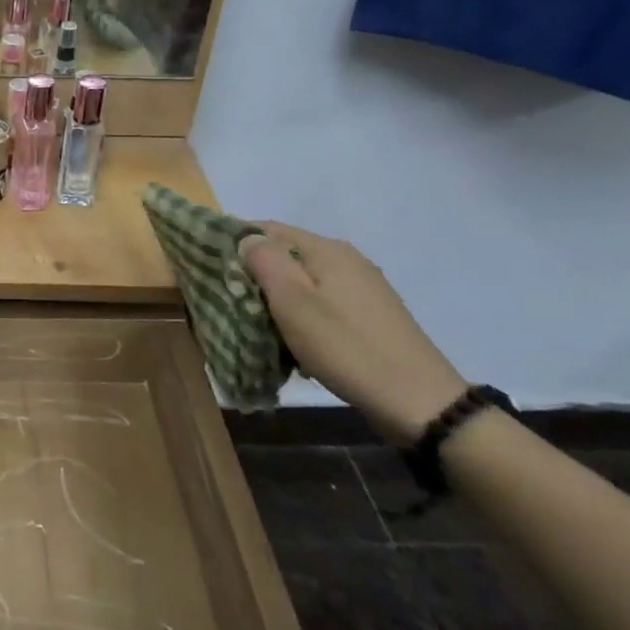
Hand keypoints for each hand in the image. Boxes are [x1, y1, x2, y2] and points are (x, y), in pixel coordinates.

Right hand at [239, 224, 468, 444]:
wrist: (419, 401)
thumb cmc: (346, 347)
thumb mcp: (293, 303)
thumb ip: (265, 261)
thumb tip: (246, 237)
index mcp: (325, 250)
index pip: (266, 228)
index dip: (235, 241)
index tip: (210, 266)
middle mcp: (346, 258)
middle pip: (286, 253)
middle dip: (255, 273)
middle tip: (231, 302)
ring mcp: (363, 286)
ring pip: (303, 280)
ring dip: (277, 297)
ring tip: (259, 325)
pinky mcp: (371, 313)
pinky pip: (322, 301)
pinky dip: (302, 313)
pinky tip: (296, 340)